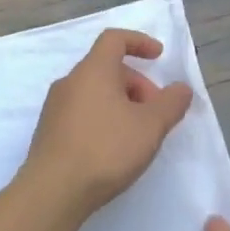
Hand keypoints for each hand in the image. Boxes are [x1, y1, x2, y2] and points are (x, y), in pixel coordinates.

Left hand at [23, 29, 194, 220]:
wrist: (53, 191)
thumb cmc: (105, 150)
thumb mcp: (150, 126)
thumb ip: (171, 104)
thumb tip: (181, 88)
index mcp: (93, 70)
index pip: (114, 39)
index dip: (139, 42)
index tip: (158, 56)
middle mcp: (69, 82)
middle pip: (107, 69)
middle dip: (137, 85)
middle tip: (155, 114)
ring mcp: (55, 107)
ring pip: (94, 92)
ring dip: (120, 103)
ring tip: (137, 134)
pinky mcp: (49, 131)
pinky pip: (81, 112)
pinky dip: (103, 118)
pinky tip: (113, 149)